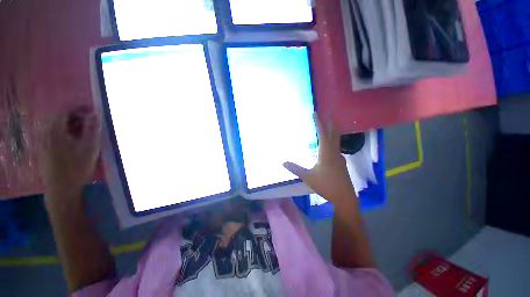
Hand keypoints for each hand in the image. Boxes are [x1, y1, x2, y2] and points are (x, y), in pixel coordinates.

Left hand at [38, 107, 100, 202]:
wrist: (62, 190)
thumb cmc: (77, 168)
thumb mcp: (89, 148)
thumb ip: (92, 129)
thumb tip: (96, 114)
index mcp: (55, 131)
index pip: (64, 111)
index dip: (78, 109)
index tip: (91, 113)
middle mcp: (45, 134)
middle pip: (58, 118)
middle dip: (74, 118)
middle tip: (88, 124)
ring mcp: (42, 143)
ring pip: (54, 127)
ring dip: (68, 126)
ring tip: (82, 133)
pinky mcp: (42, 151)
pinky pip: (51, 135)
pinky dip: (62, 133)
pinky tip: (71, 142)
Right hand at [283, 115, 356, 205]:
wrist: (344, 197)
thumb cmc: (326, 185)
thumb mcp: (308, 177)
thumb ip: (295, 169)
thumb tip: (283, 162)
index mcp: (326, 153)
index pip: (323, 134)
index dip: (319, 123)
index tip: (316, 113)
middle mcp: (334, 152)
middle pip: (333, 134)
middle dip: (329, 123)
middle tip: (326, 114)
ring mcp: (339, 157)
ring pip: (336, 140)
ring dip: (331, 131)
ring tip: (327, 125)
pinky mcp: (341, 162)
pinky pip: (336, 147)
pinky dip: (332, 141)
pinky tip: (328, 144)